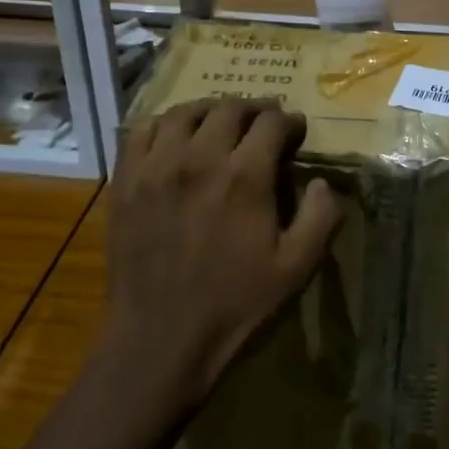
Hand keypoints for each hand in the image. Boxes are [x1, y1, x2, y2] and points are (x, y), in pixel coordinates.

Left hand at [104, 97, 342, 404]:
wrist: (160, 339)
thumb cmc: (234, 306)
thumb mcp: (296, 269)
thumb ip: (320, 218)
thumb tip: (322, 181)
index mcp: (244, 176)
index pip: (271, 122)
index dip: (289, 121)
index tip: (296, 130)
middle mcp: (199, 158)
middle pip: (229, 108)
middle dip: (254, 109)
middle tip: (264, 123)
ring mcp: (156, 166)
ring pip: (185, 112)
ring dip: (210, 110)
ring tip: (221, 122)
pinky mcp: (126, 180)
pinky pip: (142, 131)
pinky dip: (164, 123)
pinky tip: (175, 136)